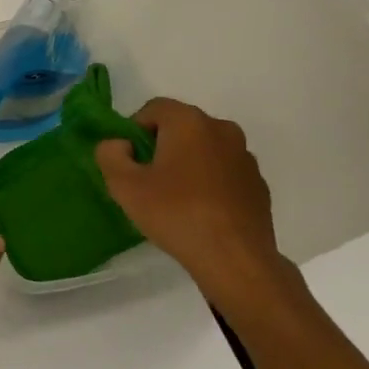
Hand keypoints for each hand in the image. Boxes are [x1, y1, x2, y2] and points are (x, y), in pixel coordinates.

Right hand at [96, 99, 295, 316]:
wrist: (235, 260)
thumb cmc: (176, 214)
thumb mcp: (124, 186)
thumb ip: (110, 155)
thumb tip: (119, 144)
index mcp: (189, 121)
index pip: (153, 109)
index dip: (134, 131)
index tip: (130, 162)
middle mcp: (221, 128)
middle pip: (181, 127)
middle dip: (161, 146)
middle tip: (148, 180)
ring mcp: (245, 157)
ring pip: (205, 149)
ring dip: (188, 164)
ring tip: (176, 199)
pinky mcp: (259, 184)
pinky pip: (225, 172)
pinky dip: (211, 182)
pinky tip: (202, 212)